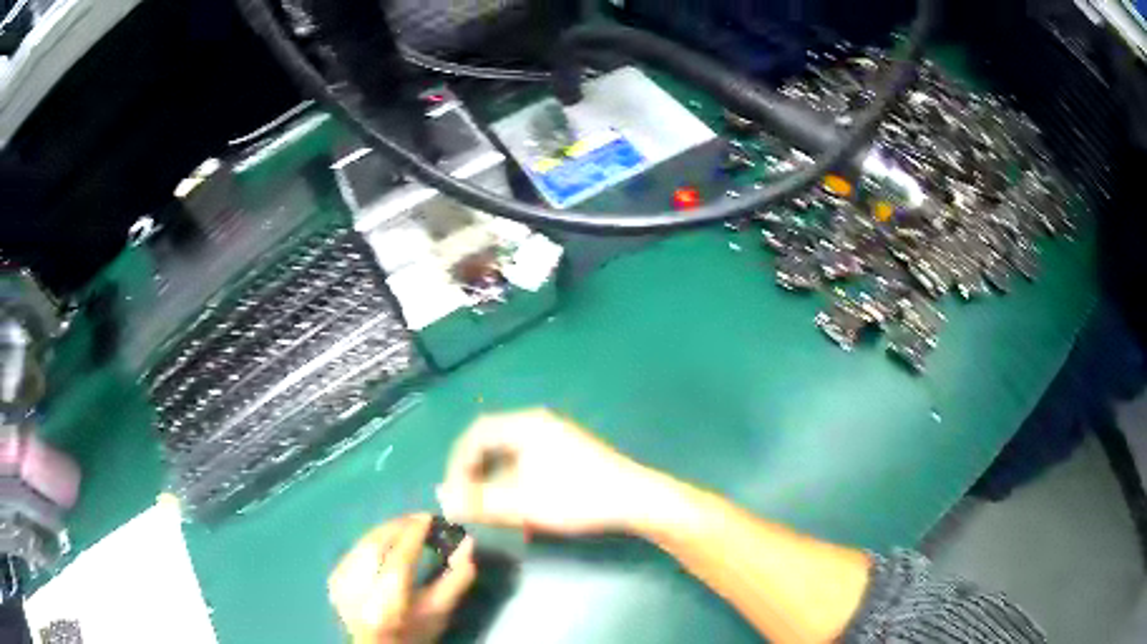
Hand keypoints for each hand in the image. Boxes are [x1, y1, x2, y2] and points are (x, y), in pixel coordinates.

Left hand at [329, 514, 475, 643]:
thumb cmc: (414, 631)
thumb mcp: (440, 612)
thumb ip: (456, 579)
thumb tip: (468, 542)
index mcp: (387, 605)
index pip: (399, 559)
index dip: (413, 534)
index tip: (429, 517)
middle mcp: (359, 592)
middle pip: (375, 545)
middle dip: (398, 526)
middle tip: (418, 518)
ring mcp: (340, 583)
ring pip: (363, 543)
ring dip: (386, 530)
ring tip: (405, 526)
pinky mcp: (332, 577)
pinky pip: (354, 548)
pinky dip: (372, 540)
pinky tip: (385, 540)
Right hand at [438, 409, 660, 535]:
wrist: (634, 500)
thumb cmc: (577, 498)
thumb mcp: (523, 504)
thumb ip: (479, 502)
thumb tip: (443, 500)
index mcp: (525, 425)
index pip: (475, 435)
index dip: (457, 463)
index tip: (453, 492)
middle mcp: (539, 424)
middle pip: (492, 443)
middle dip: (476, 474)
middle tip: (470, 501)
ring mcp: (556, 437)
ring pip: (511, 456)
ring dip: (496, 482)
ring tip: (494, 509)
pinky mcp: (569, 454)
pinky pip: (529, 463)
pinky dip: (517, 484)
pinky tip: (523, 510)